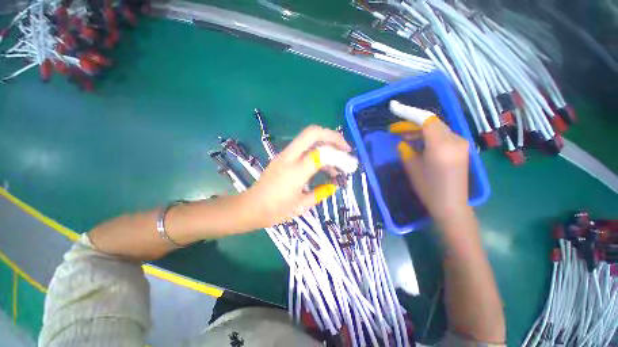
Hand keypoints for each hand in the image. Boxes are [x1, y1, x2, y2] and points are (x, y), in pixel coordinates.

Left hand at [244, 125, 350, 227]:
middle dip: (333, 136)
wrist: (250, 207)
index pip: (323, 152)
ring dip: (325, 145)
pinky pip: (303, 148)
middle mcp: (290, 157)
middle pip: (313, 132)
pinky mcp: (282, 157)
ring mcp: (284, 155)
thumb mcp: (302, 205)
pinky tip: (324, 167)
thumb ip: (321, 192)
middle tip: (345, 148)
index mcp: (296, 171)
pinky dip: (317, 152)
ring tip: (338, 164)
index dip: (340, 155)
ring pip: (308, 138)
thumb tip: (334, 185)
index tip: (350, 162)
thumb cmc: (275, 210)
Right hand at [394, 117, 470, 224]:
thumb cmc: (429, 189)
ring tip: (403, 137)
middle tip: (395, 130)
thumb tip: (403, 142)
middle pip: (431, 122)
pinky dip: (428, 136)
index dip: (409, 112)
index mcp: (441, 145)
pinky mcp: (461, 148)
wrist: (451, 205)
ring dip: (419, 130)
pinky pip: (442, 136)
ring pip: (437, 128)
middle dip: (412, 123)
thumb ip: (406, 151)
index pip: (426, 120)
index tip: (394, 108)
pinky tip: (417, 143)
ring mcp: (460, 143)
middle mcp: (454, 139)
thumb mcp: (412, 168)